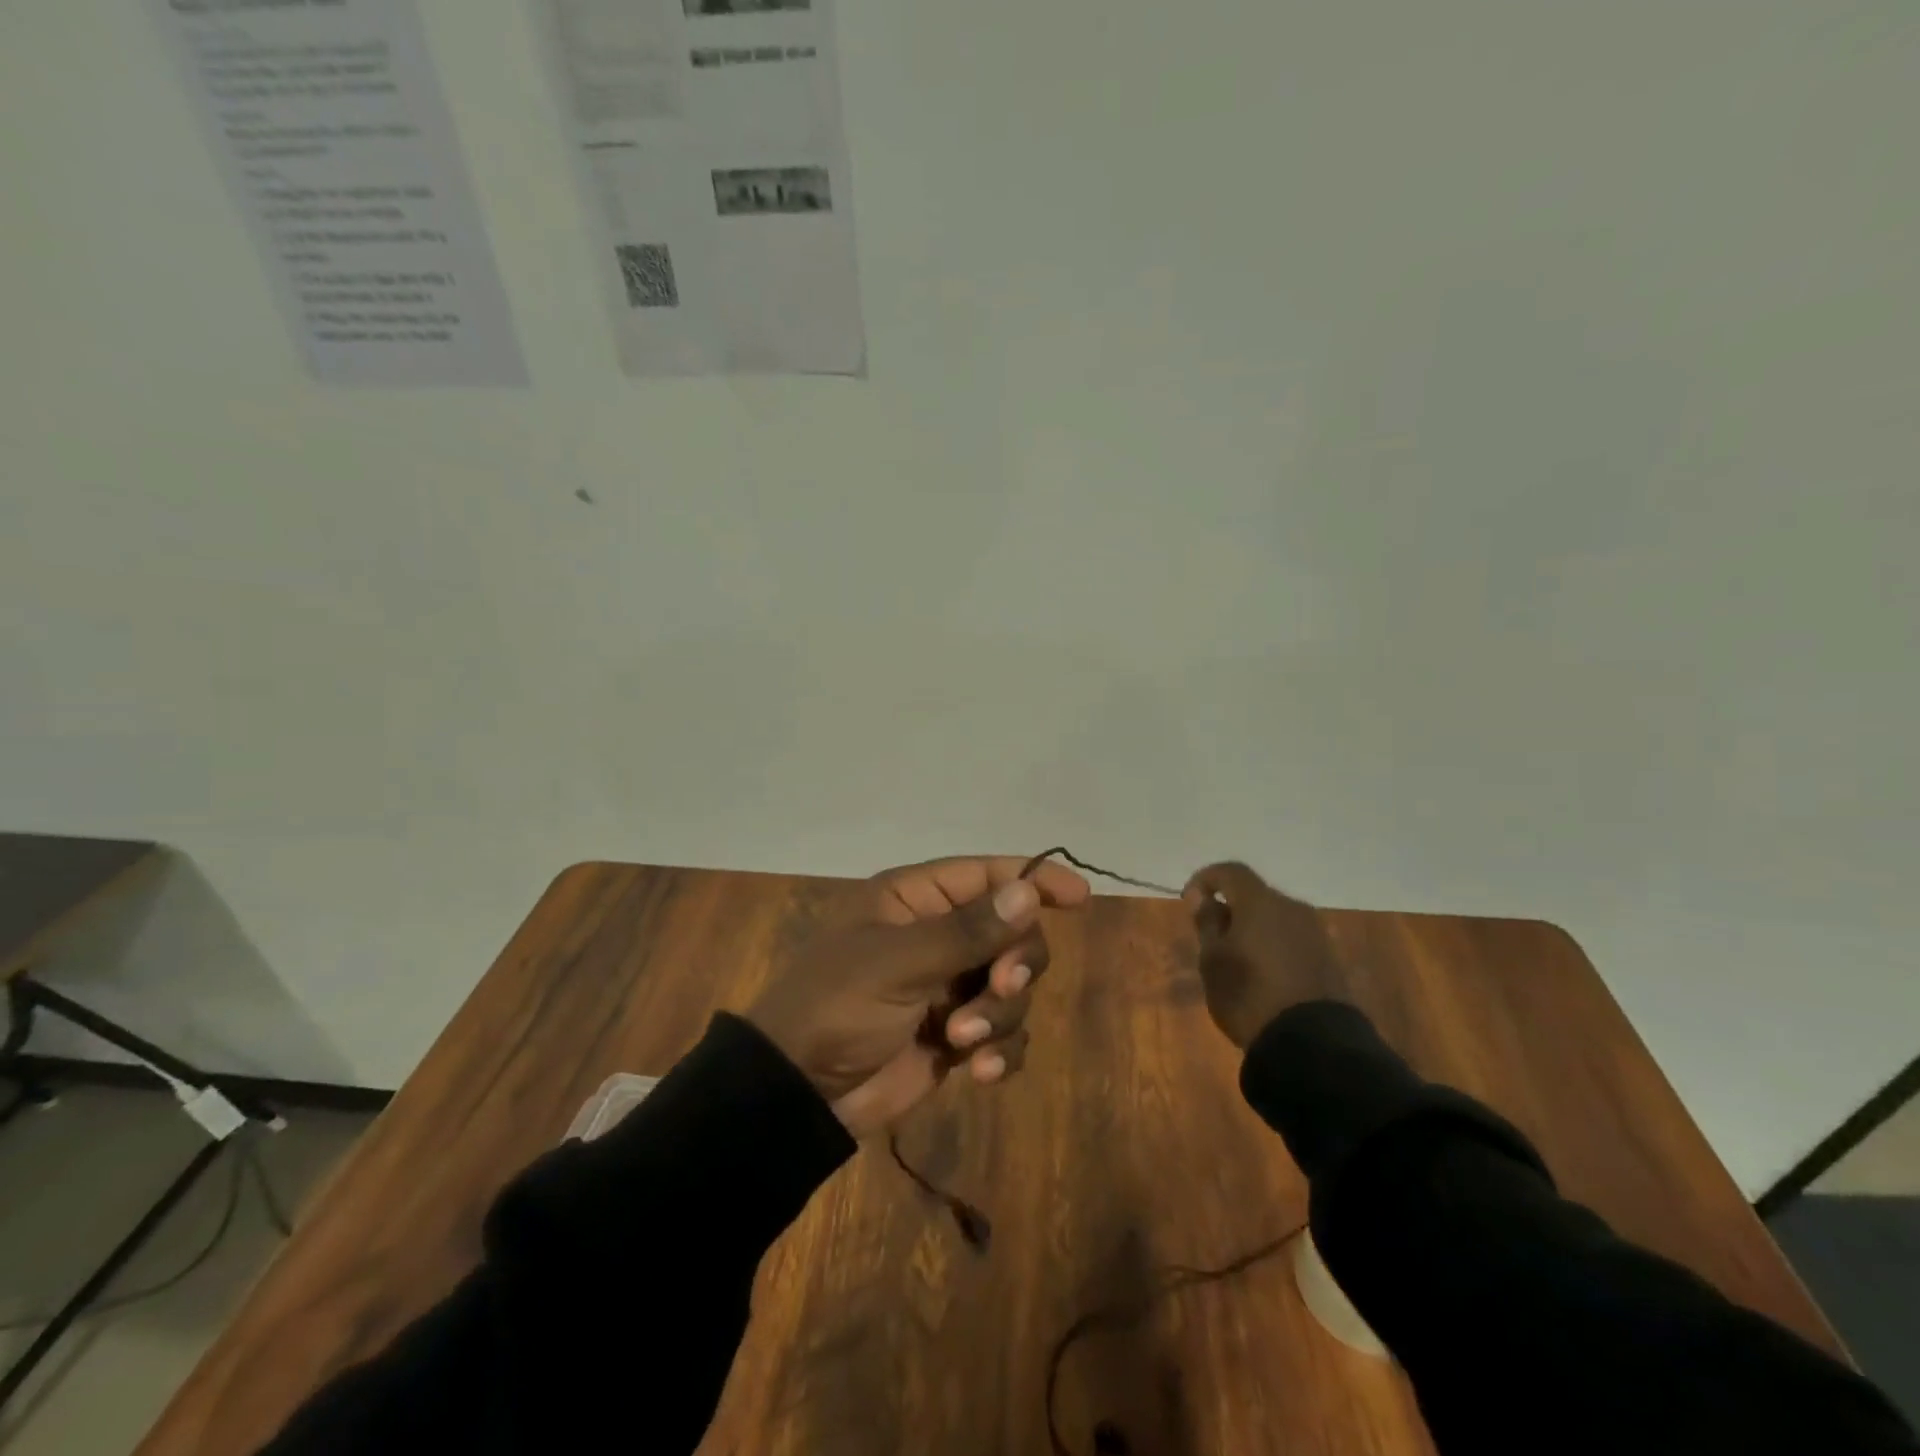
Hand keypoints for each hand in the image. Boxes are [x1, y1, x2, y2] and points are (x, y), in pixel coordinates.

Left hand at [748, 856, 1090, 1137]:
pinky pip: (1002, 1034)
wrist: (797, 1093)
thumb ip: (967, 931)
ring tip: (962, 1039)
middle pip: (1013, 932)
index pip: (987, 875)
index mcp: (916, 900)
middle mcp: (938, 936)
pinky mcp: (955, 1036)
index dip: (1033, 880)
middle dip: (1015, 963)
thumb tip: (1029, 891)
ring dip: (999, 1015)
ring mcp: (948, 987)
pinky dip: (999, 1051)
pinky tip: (977, 1071)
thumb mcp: (897, 962)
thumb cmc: (837, 1005)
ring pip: (1013, 987)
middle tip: (999, 988)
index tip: (1077, 897)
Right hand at [1182, 861, 1344, 1047]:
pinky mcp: (1329, 958)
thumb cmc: (1249, 995)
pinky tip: (1263, 974)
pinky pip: (1292, 939)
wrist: (1312, 1044)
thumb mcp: (1213, 961)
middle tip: (1212, 938)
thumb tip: (1204, 899)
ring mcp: (1316, 933)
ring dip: (1253, 929)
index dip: (1205, 880)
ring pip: (1275, 918)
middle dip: (1231, 909)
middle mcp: (1292, 908)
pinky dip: (1273, 946)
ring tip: (1237, 960)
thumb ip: (1208, 924)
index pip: (1230, 872)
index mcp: (1260, 902)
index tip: (1189, 903)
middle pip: (1255, 895)